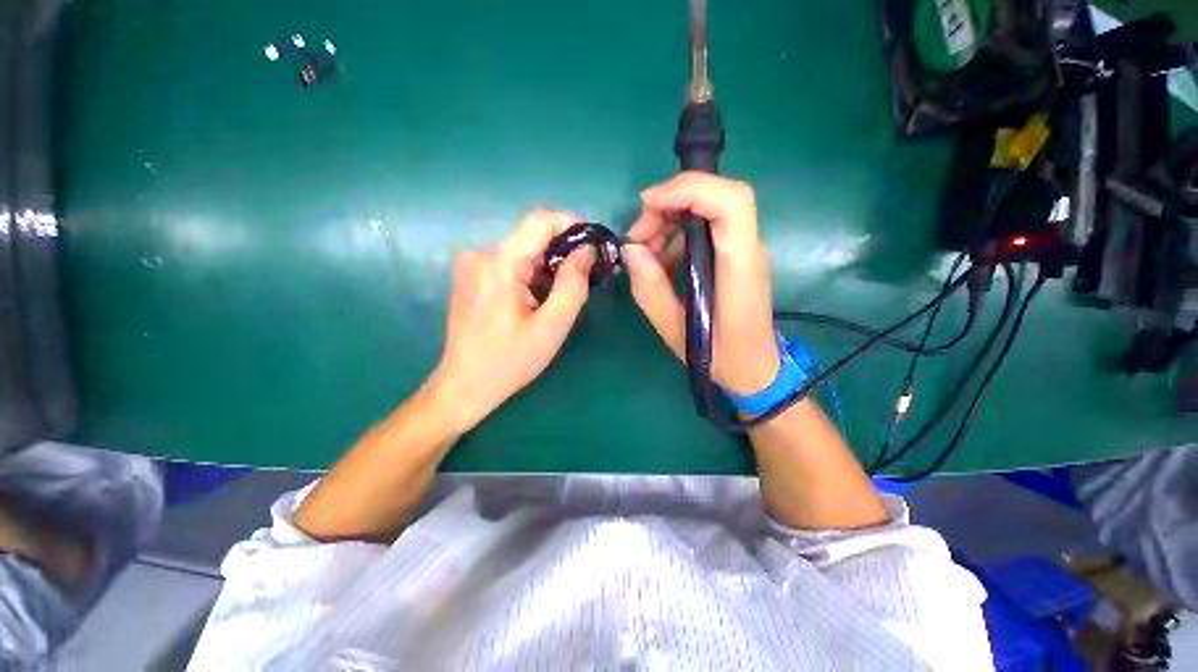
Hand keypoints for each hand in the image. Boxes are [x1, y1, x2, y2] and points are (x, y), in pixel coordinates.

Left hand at [429, 209, 593, 431]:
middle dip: (562, 252)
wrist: (464, 385)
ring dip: (546, 266)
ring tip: (554, 299)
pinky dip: (529, 273)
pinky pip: (509, 261)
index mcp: (501, 262)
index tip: (592, 247)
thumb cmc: (510, 361)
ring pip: (522, 250)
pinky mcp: (470, 275)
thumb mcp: (552, 326)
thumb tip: (586, 250)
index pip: (541, 219)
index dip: (572, 225)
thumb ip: (573, 284)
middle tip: (581, 281)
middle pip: (532, 235)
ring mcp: (471, 263)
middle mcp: (482, 253)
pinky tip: (533, 301)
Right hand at [624, 172, 778, 394]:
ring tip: (644, 252)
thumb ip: (650, 289)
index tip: (647, 205)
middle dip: (670, 204)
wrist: (756, 369)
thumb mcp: (675, 330)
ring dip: (670, 220)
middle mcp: (748, 249)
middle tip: (638, 236)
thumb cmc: (720, 356)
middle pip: (716, 196)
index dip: (688, 189)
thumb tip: (631, 250)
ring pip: (709, 209)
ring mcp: (744, 250)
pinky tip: (660, 262)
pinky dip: (677, 235)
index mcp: (739, 266)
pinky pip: (706, 230)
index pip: (729, 201)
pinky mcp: (735, 257)